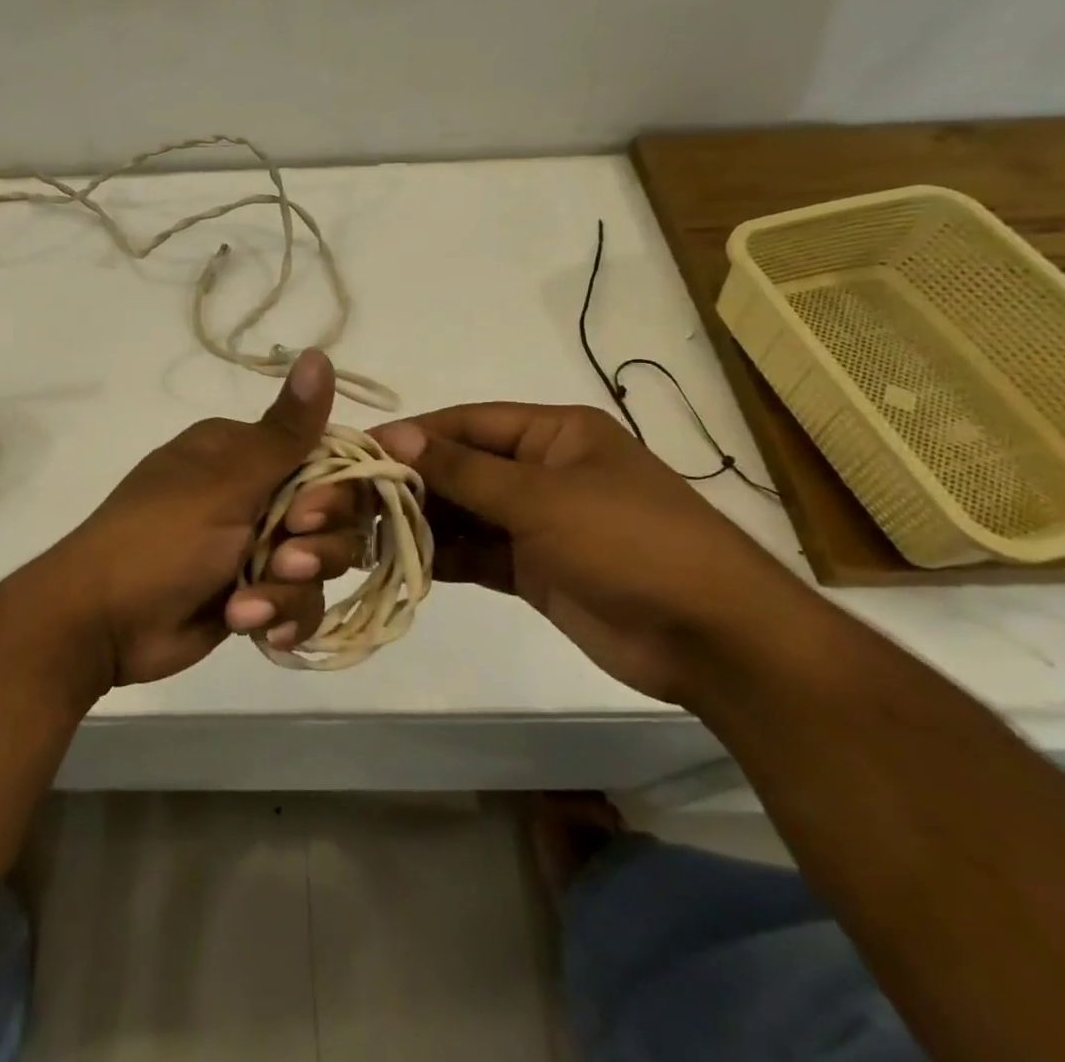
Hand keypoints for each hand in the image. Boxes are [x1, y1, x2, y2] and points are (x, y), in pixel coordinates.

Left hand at [45, 349, 367, 686]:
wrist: (102, 623)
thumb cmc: (161, 538)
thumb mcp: (227, 482)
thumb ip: (286, 431)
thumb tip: (319, 354)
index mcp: (246, 452)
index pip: (326, 456)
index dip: (338, 489)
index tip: (312, 514)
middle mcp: (256, 492)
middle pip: (333, 515)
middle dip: (316, 546)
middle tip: (284, 559)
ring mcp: (255, 545)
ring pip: (321, 563)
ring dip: (291, 588)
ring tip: (248, 605)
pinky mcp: (253, 592)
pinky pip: (299, 601)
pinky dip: (282, 616)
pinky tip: (253, 627)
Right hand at [371, 404, 804, 702]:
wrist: (712, 639)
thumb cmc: (629, 541)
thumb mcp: (540, 497)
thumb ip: (462, 470)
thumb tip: (393, 436)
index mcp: (553, 434)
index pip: (467, 423)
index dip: (414, 435)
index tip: (358, 451)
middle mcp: (541, 471)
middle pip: (461, 468)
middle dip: (411, 482)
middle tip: (351, 499)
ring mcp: (538, 522)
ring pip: (464, 513)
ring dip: (421, 521)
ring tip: (364, 532)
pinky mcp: (534, 568)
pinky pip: (476, 553)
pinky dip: (442, 555)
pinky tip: (399, 560)